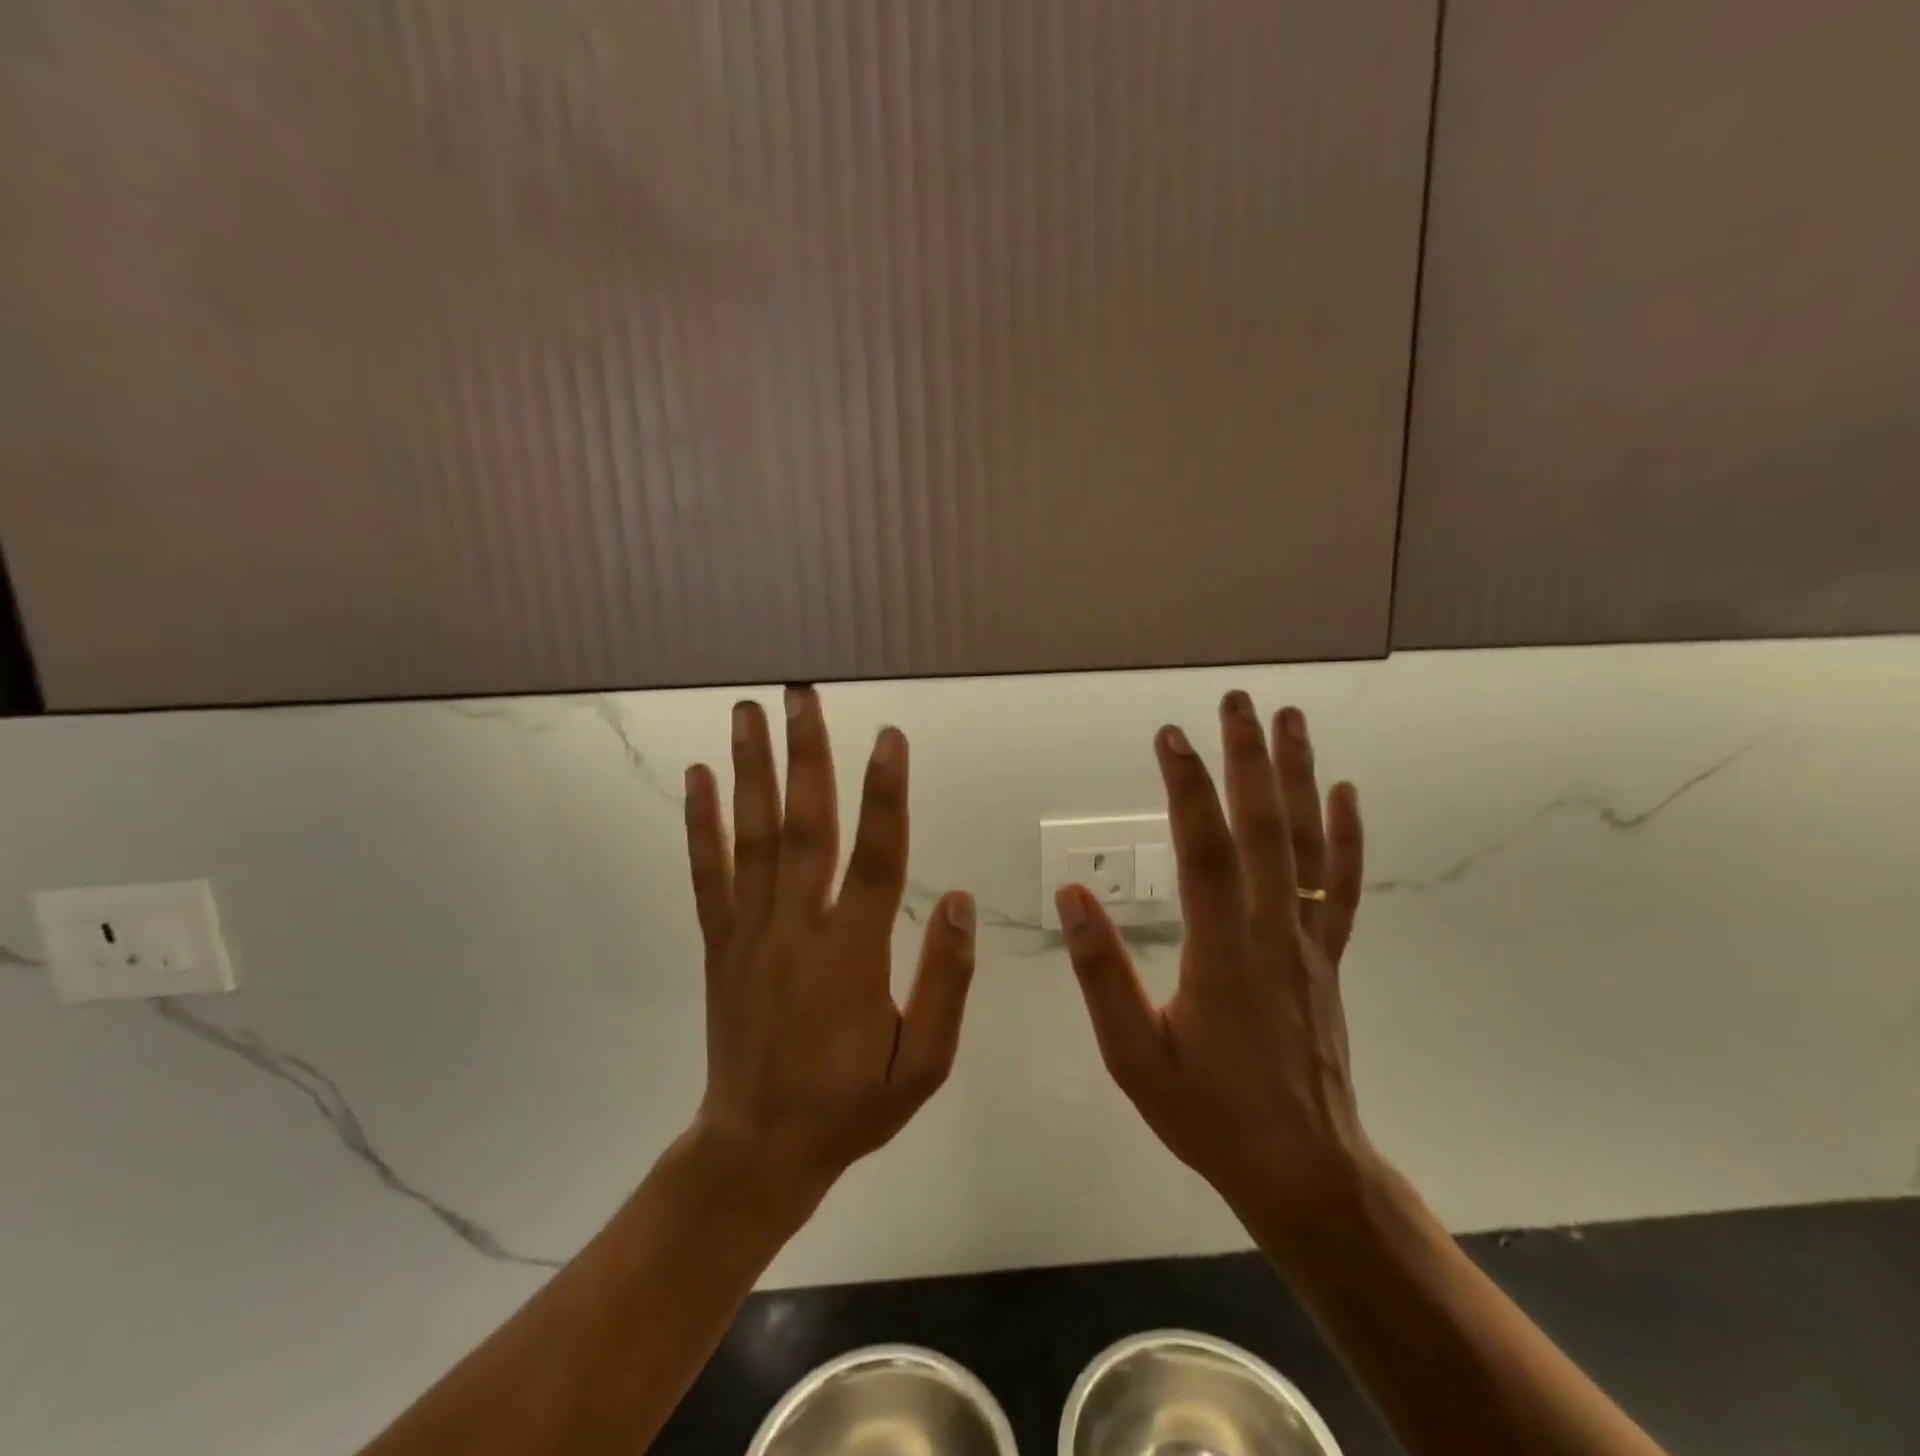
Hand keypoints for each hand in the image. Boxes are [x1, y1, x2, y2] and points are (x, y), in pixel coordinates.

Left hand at [683, 688, 976, 1223]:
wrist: (759, 1148)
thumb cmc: (852, 1104)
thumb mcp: (925, 1064)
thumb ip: (946, 982)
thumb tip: (961, 901)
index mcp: (853, 956)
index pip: (877, 859)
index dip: (886, 795)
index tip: (889, 737)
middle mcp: (797, 928)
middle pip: (805, 827)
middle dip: (806, 755)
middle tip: (801, 694)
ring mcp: (750, 931)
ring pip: (753, 837)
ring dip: (750, 769)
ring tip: (747, 711)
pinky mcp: (719, 942)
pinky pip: (707, 873)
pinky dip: (701, 823)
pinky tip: (698, 778)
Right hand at [1058, 692, 1376, 1250]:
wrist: (1303, 1169)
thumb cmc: (1208, 1113)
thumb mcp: (1134, 1056)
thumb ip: (1102, 973)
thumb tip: (1072, 894)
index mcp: (1222, 953)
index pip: (1205, 851)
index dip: (1187, 788)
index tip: (1170, 735)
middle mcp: (1273, 932)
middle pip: (1265, 829)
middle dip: (1248, 758)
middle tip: (1237, 700)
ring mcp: (1310, 941)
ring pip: (1309, 845)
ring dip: (1299, 776)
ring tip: (1291, 719)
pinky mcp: (1329, 956)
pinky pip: (1345, 887)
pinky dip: (1348, 836)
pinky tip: (1344, 793)